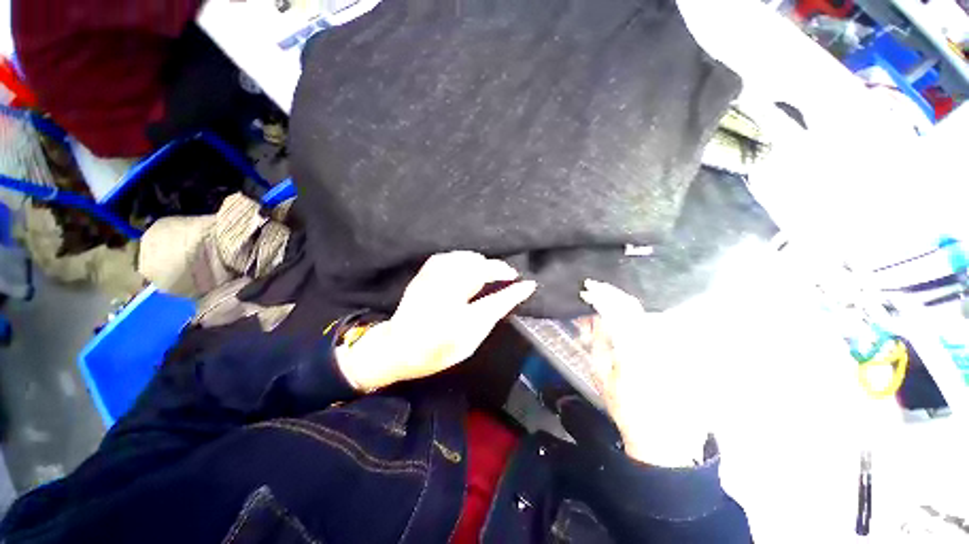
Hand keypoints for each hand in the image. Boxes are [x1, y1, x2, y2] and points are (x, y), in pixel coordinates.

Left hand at [336, 251, 536, 391]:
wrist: (396, 346)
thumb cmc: (436, 351)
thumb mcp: (469, 342)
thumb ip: (490, 317)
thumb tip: (510, 297)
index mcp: (457, 322)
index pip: (495, 301)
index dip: (514, 292)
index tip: (529, 284)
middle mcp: (445, 297)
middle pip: (481, 271)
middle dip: (499, 270)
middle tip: (509, 276)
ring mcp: (432, 282)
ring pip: (466, 259)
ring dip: (483, 263)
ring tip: (490, 272)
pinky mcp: (424, 273)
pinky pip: (450, 256)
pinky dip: (464, 259)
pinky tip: (469, 266)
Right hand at [580, 279, 709, 466]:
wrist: (665, 438)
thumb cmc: (628, 409)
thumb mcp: (602, 375)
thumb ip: (598, 341)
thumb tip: (593, 318)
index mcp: (635, 348)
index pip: (615, 309)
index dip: (599, 295)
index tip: (587, 289)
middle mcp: (658, 341)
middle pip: (632, 305)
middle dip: (610, 294)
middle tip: (595, 290)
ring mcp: (673, 344)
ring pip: (644, 312)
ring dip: (623, 306)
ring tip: (608, 307)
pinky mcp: (682, 351)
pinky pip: (658, 324)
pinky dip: (639, 318)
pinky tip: (629, 323)